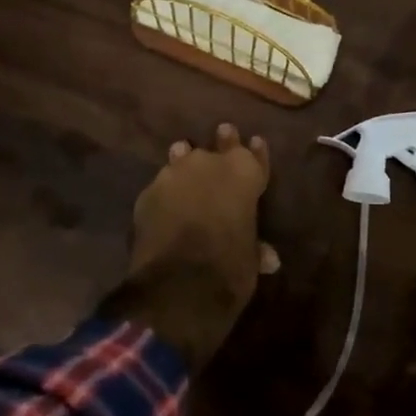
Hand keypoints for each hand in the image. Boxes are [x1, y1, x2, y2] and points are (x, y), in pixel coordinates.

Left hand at [100, 123, 275, 372]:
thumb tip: (268, 257)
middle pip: (220, 144)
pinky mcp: (147, 192)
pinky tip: (164, 200)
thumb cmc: (229, 268)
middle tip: (223, 132)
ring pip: (183, 156)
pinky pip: (161, 185)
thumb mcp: (250, 260)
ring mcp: (175, 173)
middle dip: (223, 142)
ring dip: (186, 160)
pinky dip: (166, 192)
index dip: (256, 152)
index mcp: (244, 173)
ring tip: (184, 156)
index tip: (254, 142)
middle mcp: (210, 163)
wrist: (177, 284)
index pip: (255, 156)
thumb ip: (255, 248)